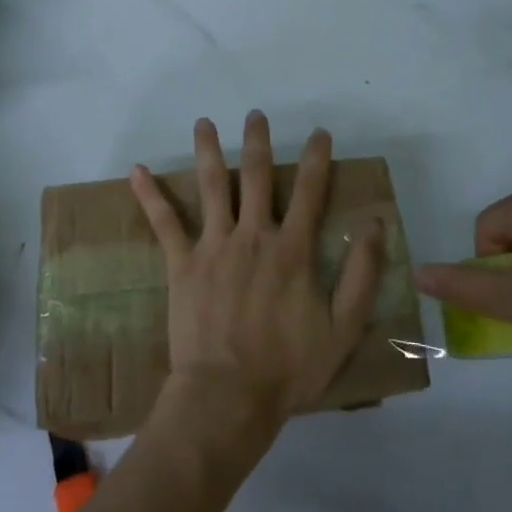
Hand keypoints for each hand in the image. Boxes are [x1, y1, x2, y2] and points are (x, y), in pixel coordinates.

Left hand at [130, 112, 384, 442]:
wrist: (229, 396)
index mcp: (292, 250)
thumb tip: (375, 224)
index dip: (316, 159)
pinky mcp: (182, 263)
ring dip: (208, 151)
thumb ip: (362, 274)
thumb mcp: (342, 328)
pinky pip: (164, 222)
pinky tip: (136, 170)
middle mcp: (253, 236)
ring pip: (212, 186)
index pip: (309, 192)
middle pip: (257, 176)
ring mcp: (214, 246)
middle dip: (258, 142)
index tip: (318, 133)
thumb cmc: (288, 368)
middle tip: (255, 115)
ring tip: (203, 123)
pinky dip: (150, 195)